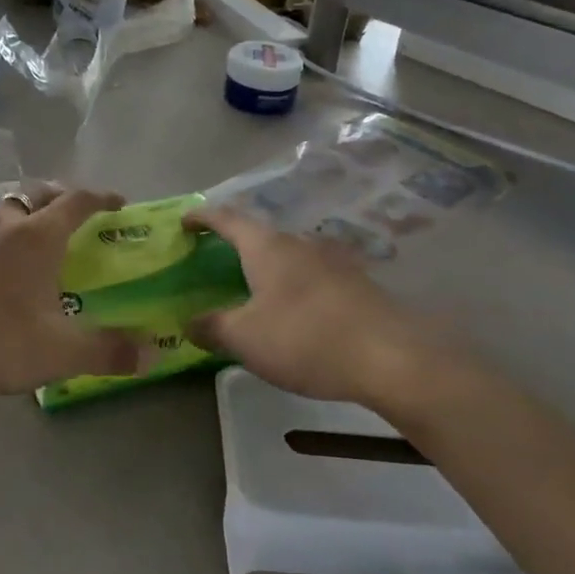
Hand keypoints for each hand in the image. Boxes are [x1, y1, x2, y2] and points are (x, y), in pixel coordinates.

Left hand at [0, 185, 140, 401]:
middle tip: (75, 217)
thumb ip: (108, 351)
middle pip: (37, 194)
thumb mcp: (57, 353)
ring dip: (23, 213)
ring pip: (2, 207)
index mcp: (36, 236)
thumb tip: (153, 353)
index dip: (102, 199)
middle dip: (61, 199)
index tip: (119, 204)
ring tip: (30, 238)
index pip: (77, 202)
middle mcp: (1, 222)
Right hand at [185, 206, 444, 406]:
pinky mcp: (356, 281)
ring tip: (254, 287)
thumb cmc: (305, 339)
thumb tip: (188, 323)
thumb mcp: (246, 339)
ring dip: (268, 265)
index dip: (203, 216)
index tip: (185, 220)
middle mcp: (299, 243)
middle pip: (260, 234)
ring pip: (289, 254)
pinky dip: (293, 283)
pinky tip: (295, 309)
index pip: (227, 218)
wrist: (389, 356)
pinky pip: (312, 274)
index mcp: (267, 247)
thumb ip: (212, 327)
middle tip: (216, 259)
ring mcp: (332, 259)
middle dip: (236, 243)